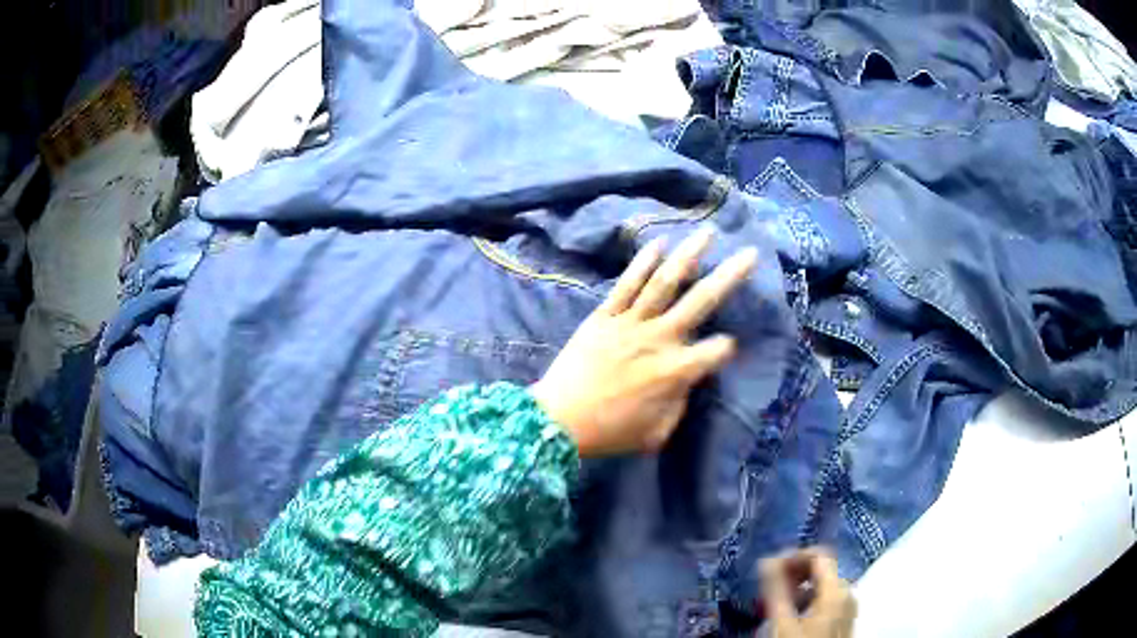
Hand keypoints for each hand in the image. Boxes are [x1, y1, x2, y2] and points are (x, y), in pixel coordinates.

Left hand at [530, 227, 756, 456]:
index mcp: (675, 371)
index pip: (717, 350)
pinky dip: (642, 262)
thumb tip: (687, 381)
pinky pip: (627, 284)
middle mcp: (659, 339)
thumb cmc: (610, 432)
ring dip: (690, 254)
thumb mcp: (657, 433)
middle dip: (731, 275)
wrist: (558, 421)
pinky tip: (658, 243)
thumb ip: (679, 404)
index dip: (726, 348)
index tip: (724, 348)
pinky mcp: (604, 315)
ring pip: (666, 282)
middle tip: (751, 252)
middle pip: (702, 300)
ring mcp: (630, 322)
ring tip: (708, 232)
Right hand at [761, 548, 856, 637]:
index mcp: (837, 589)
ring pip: (822, 586)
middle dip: (793, 575)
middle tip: (767, 589)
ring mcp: (848, 607)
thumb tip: (766, 560)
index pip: (819, 555)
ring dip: (797, 590)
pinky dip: (807, 602)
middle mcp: (848, 592)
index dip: (794, 556)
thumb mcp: (784, 622)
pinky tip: (790, 616)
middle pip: (821, 570)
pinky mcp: (844, 618)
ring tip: (774, 605)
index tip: (770, 569)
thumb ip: (776, 590)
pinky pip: (826, 600)